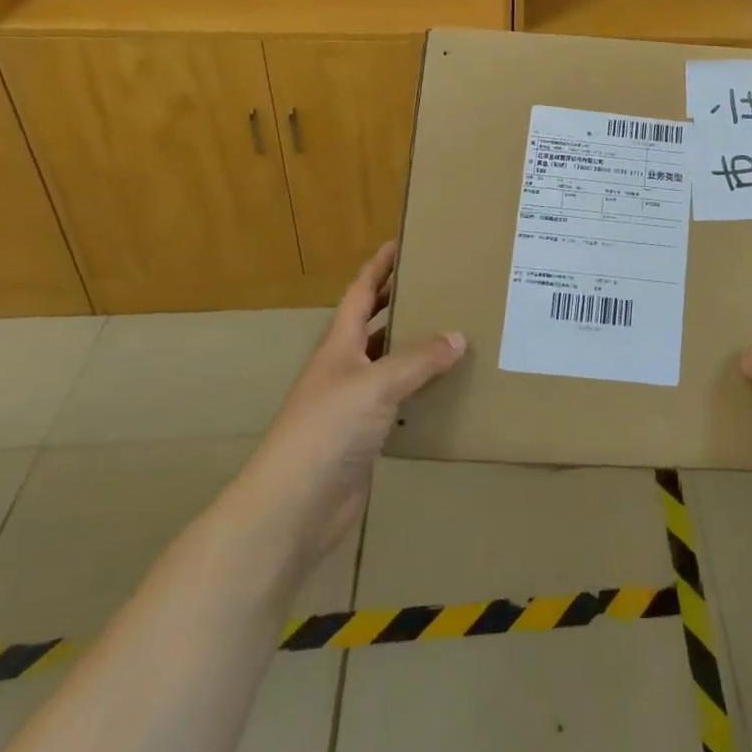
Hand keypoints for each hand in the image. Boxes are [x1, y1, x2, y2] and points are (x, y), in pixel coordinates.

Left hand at [246, 242, 465, 566]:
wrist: (292, 508)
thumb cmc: (327, 431)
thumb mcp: (377, 385)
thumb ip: (418, 360)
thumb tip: (458, 336)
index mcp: (339, 345)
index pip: (360, 293)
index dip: (378, 268)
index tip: (401, 244)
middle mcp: (343, 368)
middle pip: (372, 325)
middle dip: (398, 303)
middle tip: (437, 285)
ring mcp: (351, 405)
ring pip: (387, 364)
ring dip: (413, 348)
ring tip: (453, 332)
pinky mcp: (363, 437)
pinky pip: (397, 403)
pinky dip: (419, 392)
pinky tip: (446, 390)